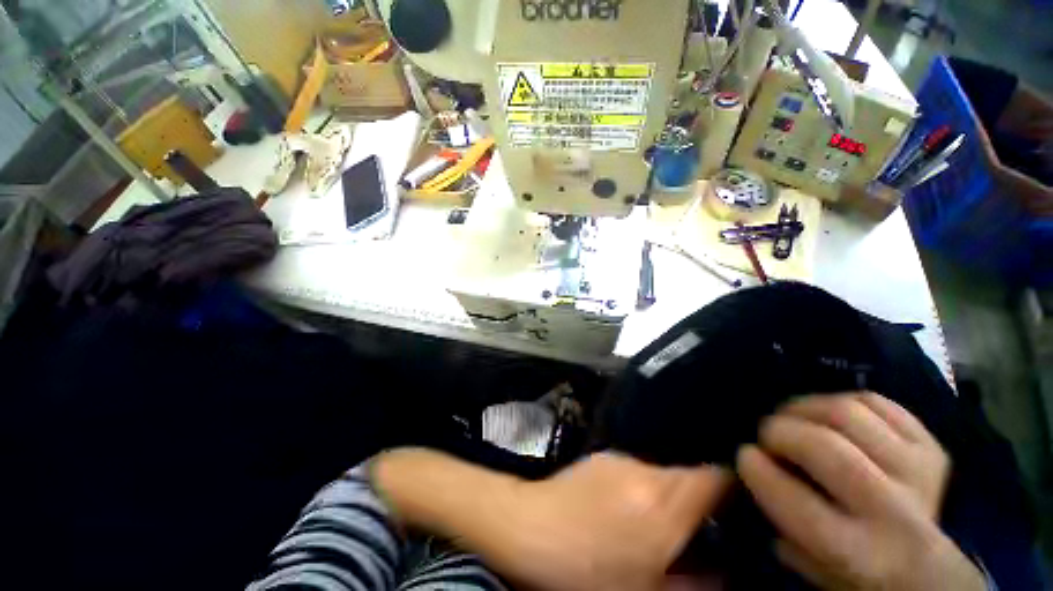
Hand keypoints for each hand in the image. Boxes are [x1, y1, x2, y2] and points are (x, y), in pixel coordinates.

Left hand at [492, 453, 731, 590]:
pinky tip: (626, 509)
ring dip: (670, 494)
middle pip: (691, 474)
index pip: (715, 478)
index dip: (734, 489)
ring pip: (664, 472)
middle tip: (701, 528)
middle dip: (702, 499)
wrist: (529, 528)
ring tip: (658, 523)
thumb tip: (727, 573)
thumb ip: (697, 585)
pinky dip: (645, 486)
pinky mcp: (603, 455)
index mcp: (664, 507)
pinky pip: (638, 468)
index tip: (741, 510)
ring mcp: (622, 460)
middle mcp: (647, 473)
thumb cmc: (587, 572)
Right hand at [737, 393, 984, 590]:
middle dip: (779, 431)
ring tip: (793, 417)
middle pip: (824, 447)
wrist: (935, 562)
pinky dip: (841, 400)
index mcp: (860, 553)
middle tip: (767, 435)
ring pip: (846, 412)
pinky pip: (875, 401)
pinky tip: (829, 415)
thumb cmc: (865, 573)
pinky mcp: (928, 443)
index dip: (758, 470)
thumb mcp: (817, 571)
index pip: (798, 504)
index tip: (744, 455)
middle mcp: (893, 509)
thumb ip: (780, 528)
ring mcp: (917, 468)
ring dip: (804, 408)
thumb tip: (752, 477)